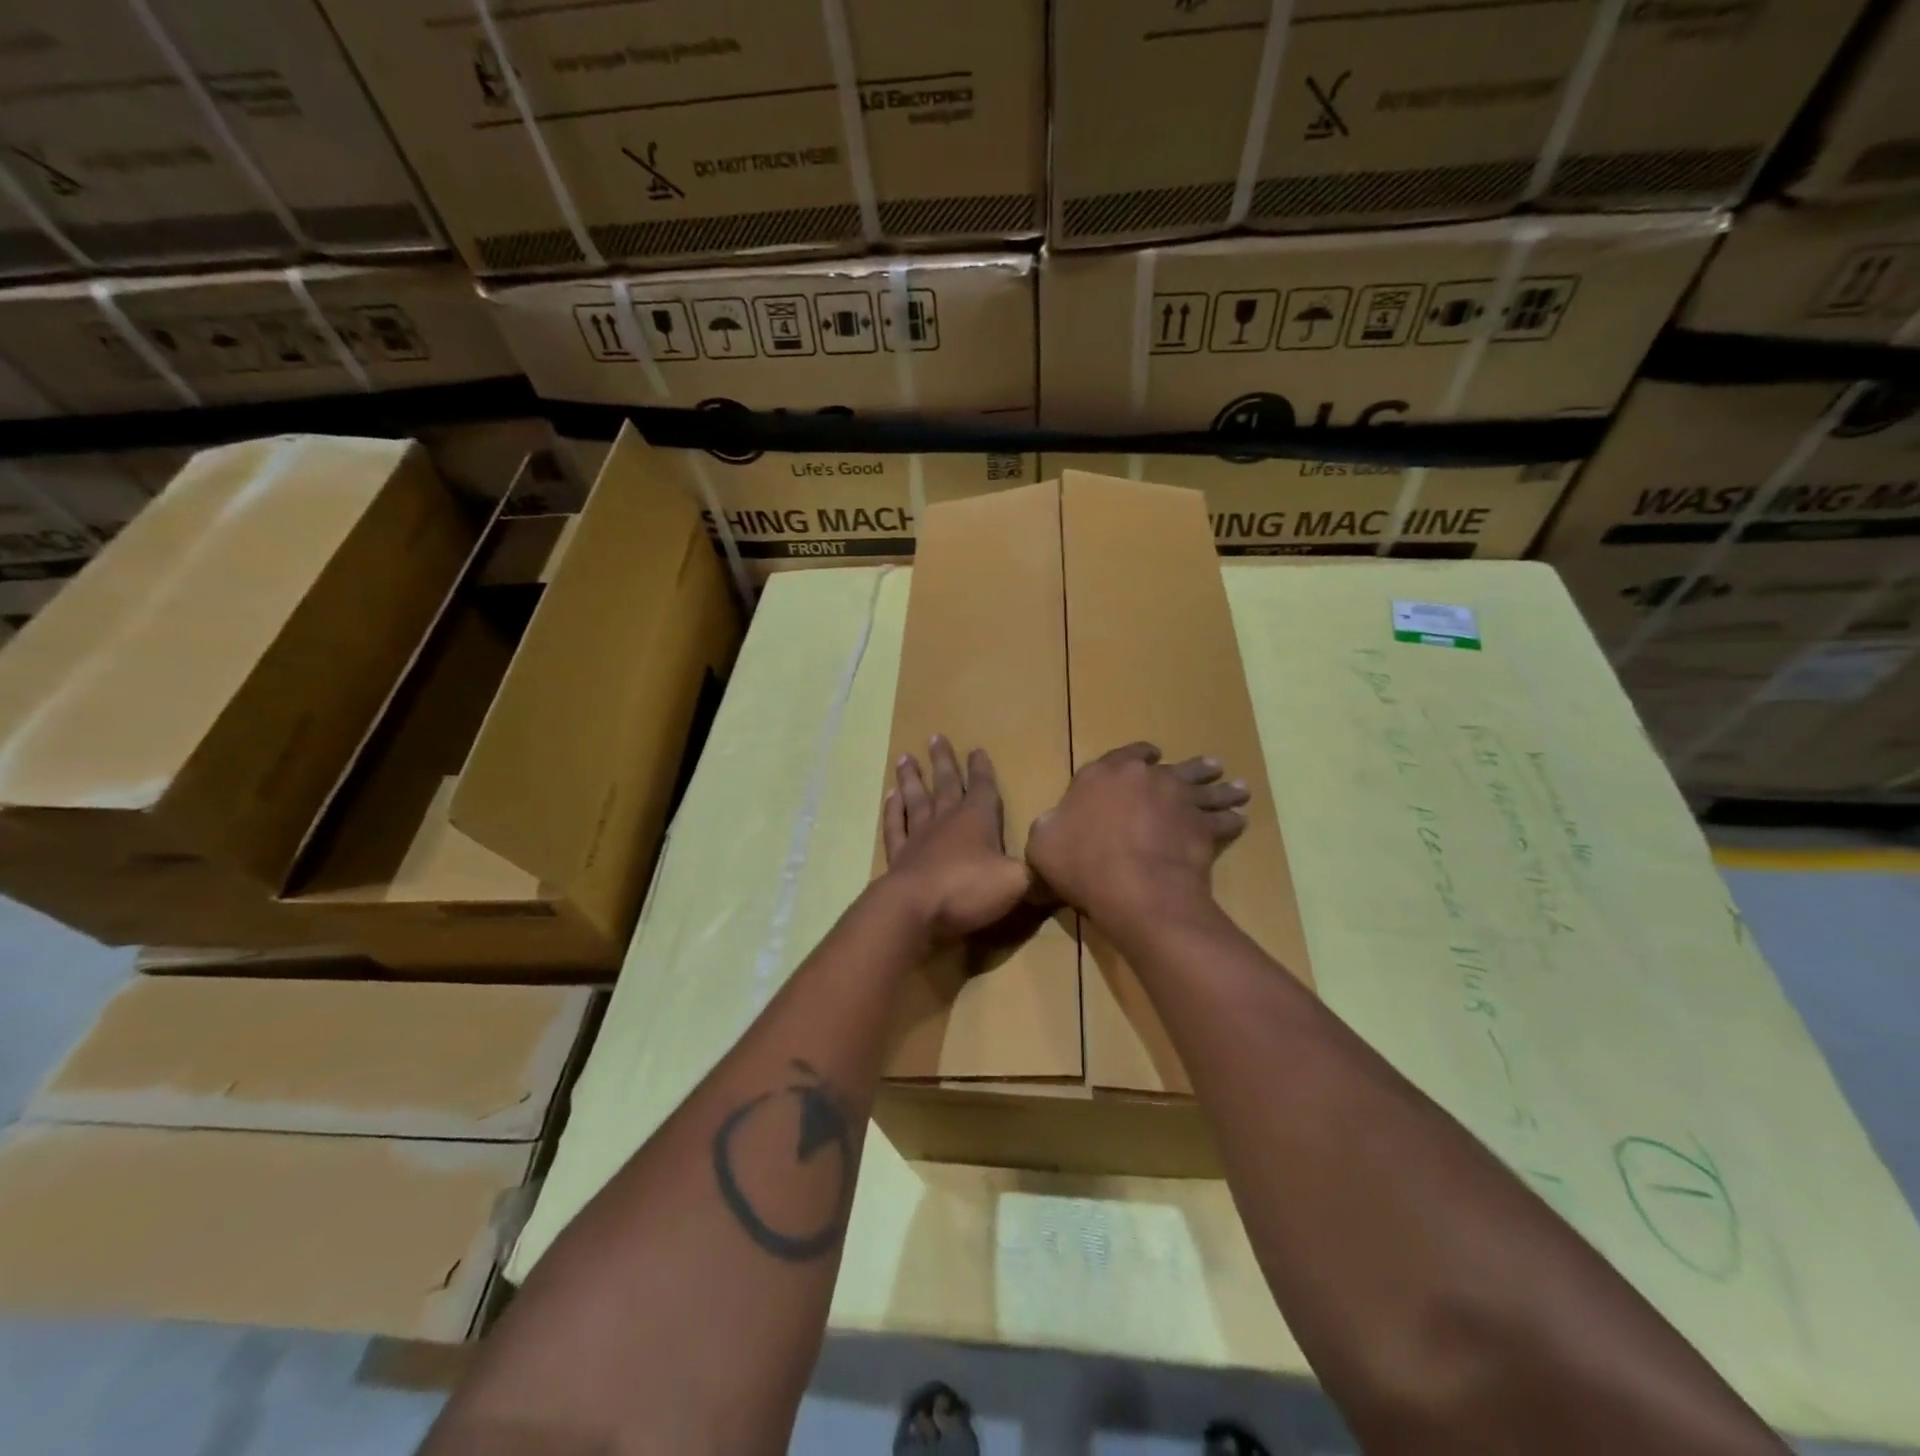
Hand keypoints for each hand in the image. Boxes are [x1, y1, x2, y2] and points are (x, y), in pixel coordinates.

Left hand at [881, 736, 1031, 941]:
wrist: (914, 909)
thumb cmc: (969, 889)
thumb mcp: (1016, 882)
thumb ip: (1032, 872)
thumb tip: (1048, 870)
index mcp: (977, 819)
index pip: (982, 787)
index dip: (981, 769)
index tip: (976, 750)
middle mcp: (946, 820)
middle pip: (945, 783)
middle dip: (943, 761)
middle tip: (935, 738)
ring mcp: (918, 837)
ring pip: (915, 799)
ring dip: (911, 779)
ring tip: (905, 758)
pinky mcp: (898, 857)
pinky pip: (895, 827)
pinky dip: (893, 811)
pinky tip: (890, 798)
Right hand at [1026, 742, 1249, 924]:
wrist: (1132, 886)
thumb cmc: (1080, 861)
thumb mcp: (1043, 843)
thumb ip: (1050, 828)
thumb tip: (1052, 827)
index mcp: (1103, 774)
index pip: (1126, 755)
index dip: (1139, 756)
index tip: (1151, 757)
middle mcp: (1145, 778)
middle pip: (1175, 768)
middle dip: (1192, 767)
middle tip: (1211, 766)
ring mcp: (1179, 801)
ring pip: (1206, 788)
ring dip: (1222, 788)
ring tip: (1238, 788)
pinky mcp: (1203, 828)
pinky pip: (1222, 820)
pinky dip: (1231, 820)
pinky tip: (1239, 820)